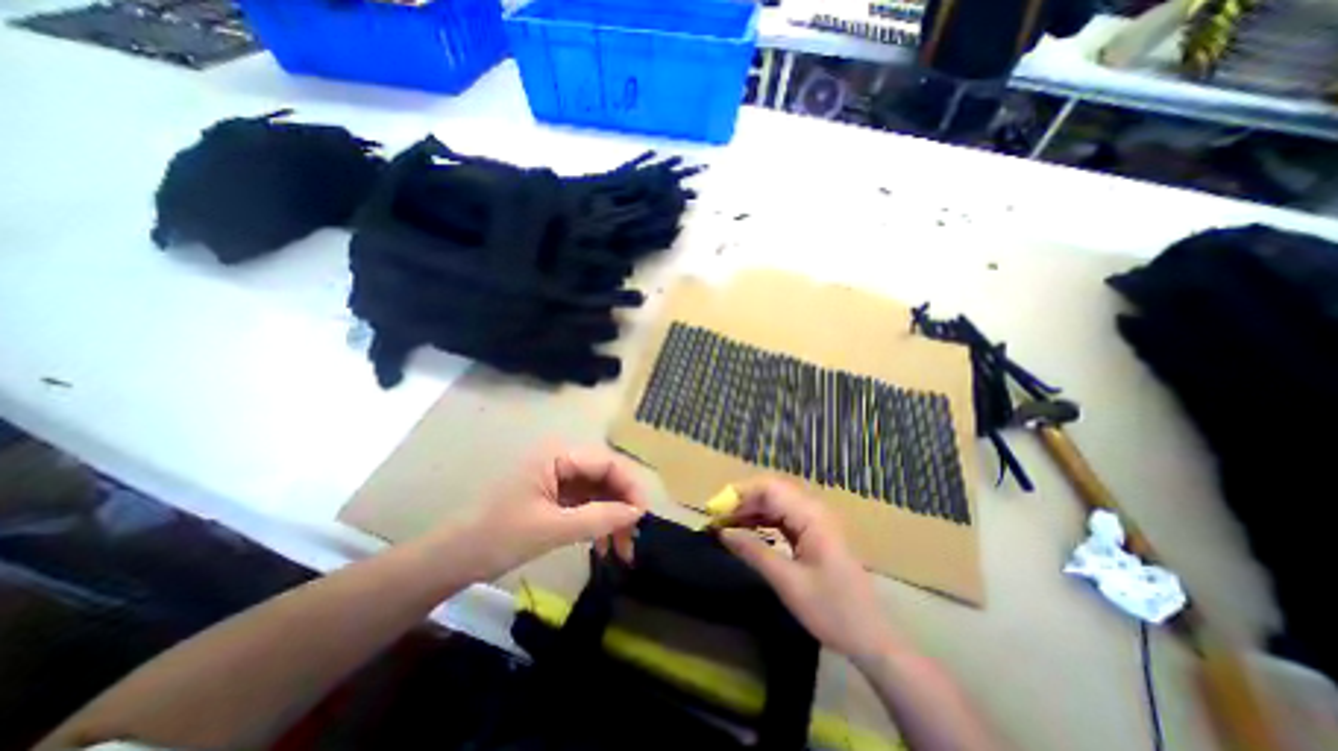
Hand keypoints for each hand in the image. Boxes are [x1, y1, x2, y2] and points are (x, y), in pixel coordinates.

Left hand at [466, 445, 647, 579]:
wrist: (451, 559)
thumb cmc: (498, 537)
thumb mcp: (552, 528)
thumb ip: (598, 518)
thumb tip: (637, 513)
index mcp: (558, 456)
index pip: (607, 463)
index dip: (629, 487)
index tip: (642, 517)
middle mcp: (560, 460)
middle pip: (605, 478)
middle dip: (621, 507)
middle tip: (633, 540)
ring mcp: (556, 479)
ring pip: (597, 492)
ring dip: (611, 518)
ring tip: (621, 550)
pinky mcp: (552, 496)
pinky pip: (584, 504)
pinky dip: (596, 523)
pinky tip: (602, 545)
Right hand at [722, 479, 897, 660]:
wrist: (872, 638)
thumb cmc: (832, 610)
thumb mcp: (787, 582)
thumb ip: (753, 551)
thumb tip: (722, 532)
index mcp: (810, 515)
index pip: (769, 488)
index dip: (739, 494)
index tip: (714, 509)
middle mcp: (813, 510)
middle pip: (771, 491)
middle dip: (742, 501)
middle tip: (717, 519)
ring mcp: (815, 521)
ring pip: (776, 503)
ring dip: (750, 511)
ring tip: (726, 525)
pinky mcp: (814, 533)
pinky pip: (782, 517)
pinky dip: (763, 522)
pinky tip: (747, 532)